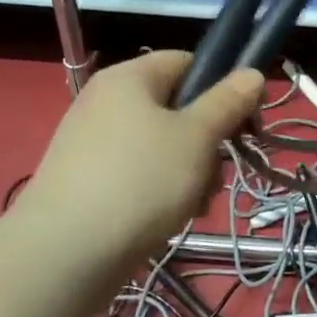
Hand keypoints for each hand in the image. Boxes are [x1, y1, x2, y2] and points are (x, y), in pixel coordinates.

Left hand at [10, 51, 263, 296]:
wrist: (63, 255)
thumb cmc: (139, 182)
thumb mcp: (196, 137)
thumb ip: (228, 102)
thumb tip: (253, 73)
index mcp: (129, 78)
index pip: (187, 62)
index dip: (222, 87)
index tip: (246, 124)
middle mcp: (106, 102)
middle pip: (176, 108)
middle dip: (207, 142)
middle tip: (217, 174)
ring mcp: (93, 143)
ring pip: (161, 146)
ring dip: (189, 172)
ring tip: (194, 205)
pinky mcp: (86, 181)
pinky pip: (138, 174)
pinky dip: (160, 191)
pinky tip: (170, 219)